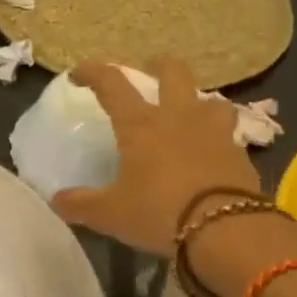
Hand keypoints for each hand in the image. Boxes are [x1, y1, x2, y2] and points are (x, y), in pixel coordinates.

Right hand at [52, 59, 295, 259]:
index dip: (93, 72)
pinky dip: (219, 138)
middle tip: (150, 71)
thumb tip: (57, 201)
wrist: (226, 230)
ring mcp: (214, 132)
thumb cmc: (158, 212)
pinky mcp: (240, 153)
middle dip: (159, 66)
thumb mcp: (110, 214)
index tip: (79, 73)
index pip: (112, 83)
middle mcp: (178, 117)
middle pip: (173, 72)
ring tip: (190, 115)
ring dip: (198, 101)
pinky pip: (230, 134)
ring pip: (211, 99)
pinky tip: (212, 153)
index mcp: (140, 124)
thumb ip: (81, 205)